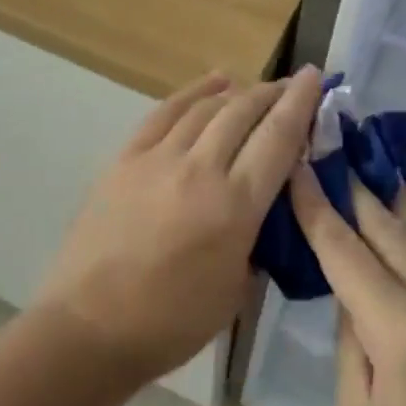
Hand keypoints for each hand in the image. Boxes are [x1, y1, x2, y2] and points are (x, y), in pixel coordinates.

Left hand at [38, 65, 324, 382]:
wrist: (90, 327)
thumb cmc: (171, 323)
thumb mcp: (237, 289)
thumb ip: (257, 236)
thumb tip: (266, 203)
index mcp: (235, 207)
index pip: (278, 138)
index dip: (300, 103)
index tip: (315, 77)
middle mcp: (201, 169)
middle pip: (244, 112)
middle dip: (273, 93)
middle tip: (291, 86)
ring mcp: (159, 158)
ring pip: (208, 107)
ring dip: (238, 93)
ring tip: (256, 89)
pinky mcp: (127, 157)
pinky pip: (166, 112)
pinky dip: (195, 92)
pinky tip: (215, 82)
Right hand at [289, 169, 405, 405]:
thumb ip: (352, 345)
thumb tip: (352, 298)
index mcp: (401, 331)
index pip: (347, 252)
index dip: (318, 206)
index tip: (301, 163)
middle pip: (392, 231)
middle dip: (359, 191)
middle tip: (337, 150)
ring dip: (398, 205)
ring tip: (380, 170)